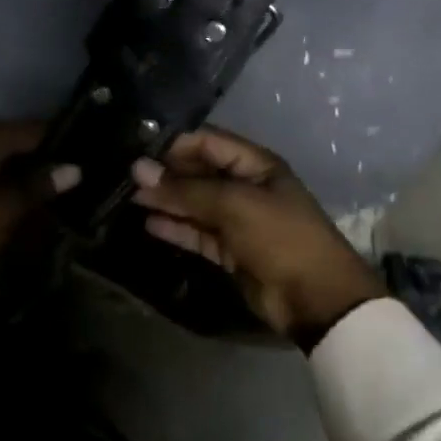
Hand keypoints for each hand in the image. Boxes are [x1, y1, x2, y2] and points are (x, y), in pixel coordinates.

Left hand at [0, 122, 80, 299]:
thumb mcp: (3, 212)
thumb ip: (37, 187)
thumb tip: (75, 168)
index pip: (25, 130)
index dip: (55, 137)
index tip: (82, 146)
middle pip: (9, 140)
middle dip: (39, 151)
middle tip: (70, 165)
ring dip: (20, 166)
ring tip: (49, 180)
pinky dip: (2, 178)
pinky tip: (17, 193)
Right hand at [131, 127, 386, 348]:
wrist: (315, 297)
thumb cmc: (280, 237)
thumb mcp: (234, 205)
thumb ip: (186, 189)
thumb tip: (139, 170)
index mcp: (256, 165)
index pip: (208, 143)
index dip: (174, 144)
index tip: (137, 149)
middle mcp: (245, 187)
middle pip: (199, 173)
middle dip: (166, 174)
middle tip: (125, 177)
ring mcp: (238, 220)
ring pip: (196, 204)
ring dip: (167, 201)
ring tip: (129, 199)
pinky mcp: (230, 251)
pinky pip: (198, 233)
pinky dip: (176, 228)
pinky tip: (149, 223)